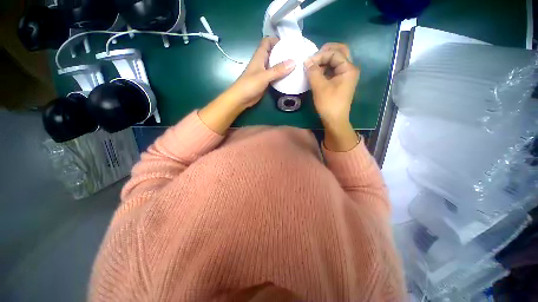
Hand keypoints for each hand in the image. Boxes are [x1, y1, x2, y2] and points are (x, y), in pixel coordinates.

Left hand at [227, 37, 295, 108]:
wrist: (241, 99)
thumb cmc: (249, 85)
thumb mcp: (264, 76)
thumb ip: (278, 70)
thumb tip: (293, 62)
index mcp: (260, 56)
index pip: (267, 42)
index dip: (276, 40)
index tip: (289, 43)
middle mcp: (262, 63)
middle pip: (273, 53)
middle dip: (283, 53)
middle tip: (296, 55)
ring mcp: (264, 73)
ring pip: (275, 65)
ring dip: (283, 65)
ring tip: (295, 65)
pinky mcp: (265, 82)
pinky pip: (275, 76)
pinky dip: (281, 75)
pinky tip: (289, 77)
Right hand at [305, 43, 360, 150]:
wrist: (335, 120)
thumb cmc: (329, 104)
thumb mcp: (319, 87)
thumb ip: (313, 71)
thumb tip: (307, 61)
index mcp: (348, 69)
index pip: (334, 53)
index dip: (320, 55)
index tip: (307, 62)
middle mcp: (350, 69)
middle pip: (340, 52)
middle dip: (326, 52)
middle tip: (313, 57)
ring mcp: (346, 76)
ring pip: (337, 61)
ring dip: (325, 60)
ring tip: (313, 65)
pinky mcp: (341, 82)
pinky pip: (334, 70)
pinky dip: (325, 68)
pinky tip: (317, 73)